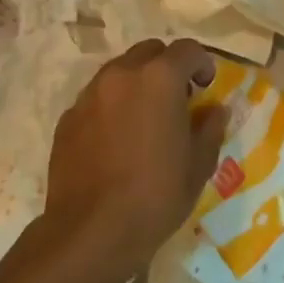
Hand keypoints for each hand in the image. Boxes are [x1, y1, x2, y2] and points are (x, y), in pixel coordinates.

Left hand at [42, 38, 221, 282]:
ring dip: (137, 84)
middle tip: (176, 99)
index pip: (187, 49)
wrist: (89, 234)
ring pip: (119, 72)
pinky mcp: (67, 119)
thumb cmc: (156, 195)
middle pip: (149, 52)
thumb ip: (210, 127)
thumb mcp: (199, 164)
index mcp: (160, 78)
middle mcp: (122, 75)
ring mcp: (89, 95)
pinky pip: (97, 98)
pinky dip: (112, 106)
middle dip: (167, 67)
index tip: (206, 87)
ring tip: (145, 119)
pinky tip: (117, 140)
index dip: (202, 63)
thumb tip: (216, 110)